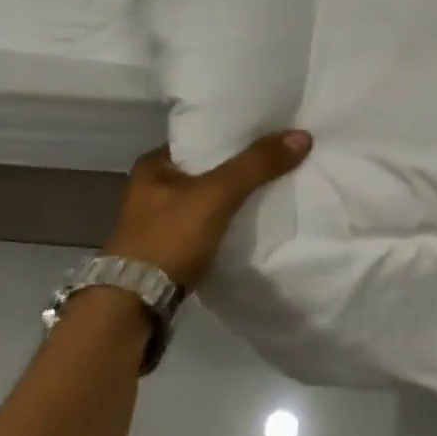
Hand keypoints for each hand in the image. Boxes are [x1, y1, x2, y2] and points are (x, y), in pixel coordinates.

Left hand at [103, 131, 312, 284]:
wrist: (134, 305)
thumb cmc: (168, 237)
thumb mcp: (217, 193)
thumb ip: (257, 164)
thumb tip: (302, 135)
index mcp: (154, 164)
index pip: (202, 137)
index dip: (236, 132)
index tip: (271, 130)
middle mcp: (153, 187)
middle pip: (210, 167)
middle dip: (241, 164)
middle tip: (281, 154)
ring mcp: (161, 220)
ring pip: (212, 196)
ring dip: (238, 193)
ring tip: (277, 182)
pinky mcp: (173, 247)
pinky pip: (212, 222)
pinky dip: (233, 218)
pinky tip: (258, 216)